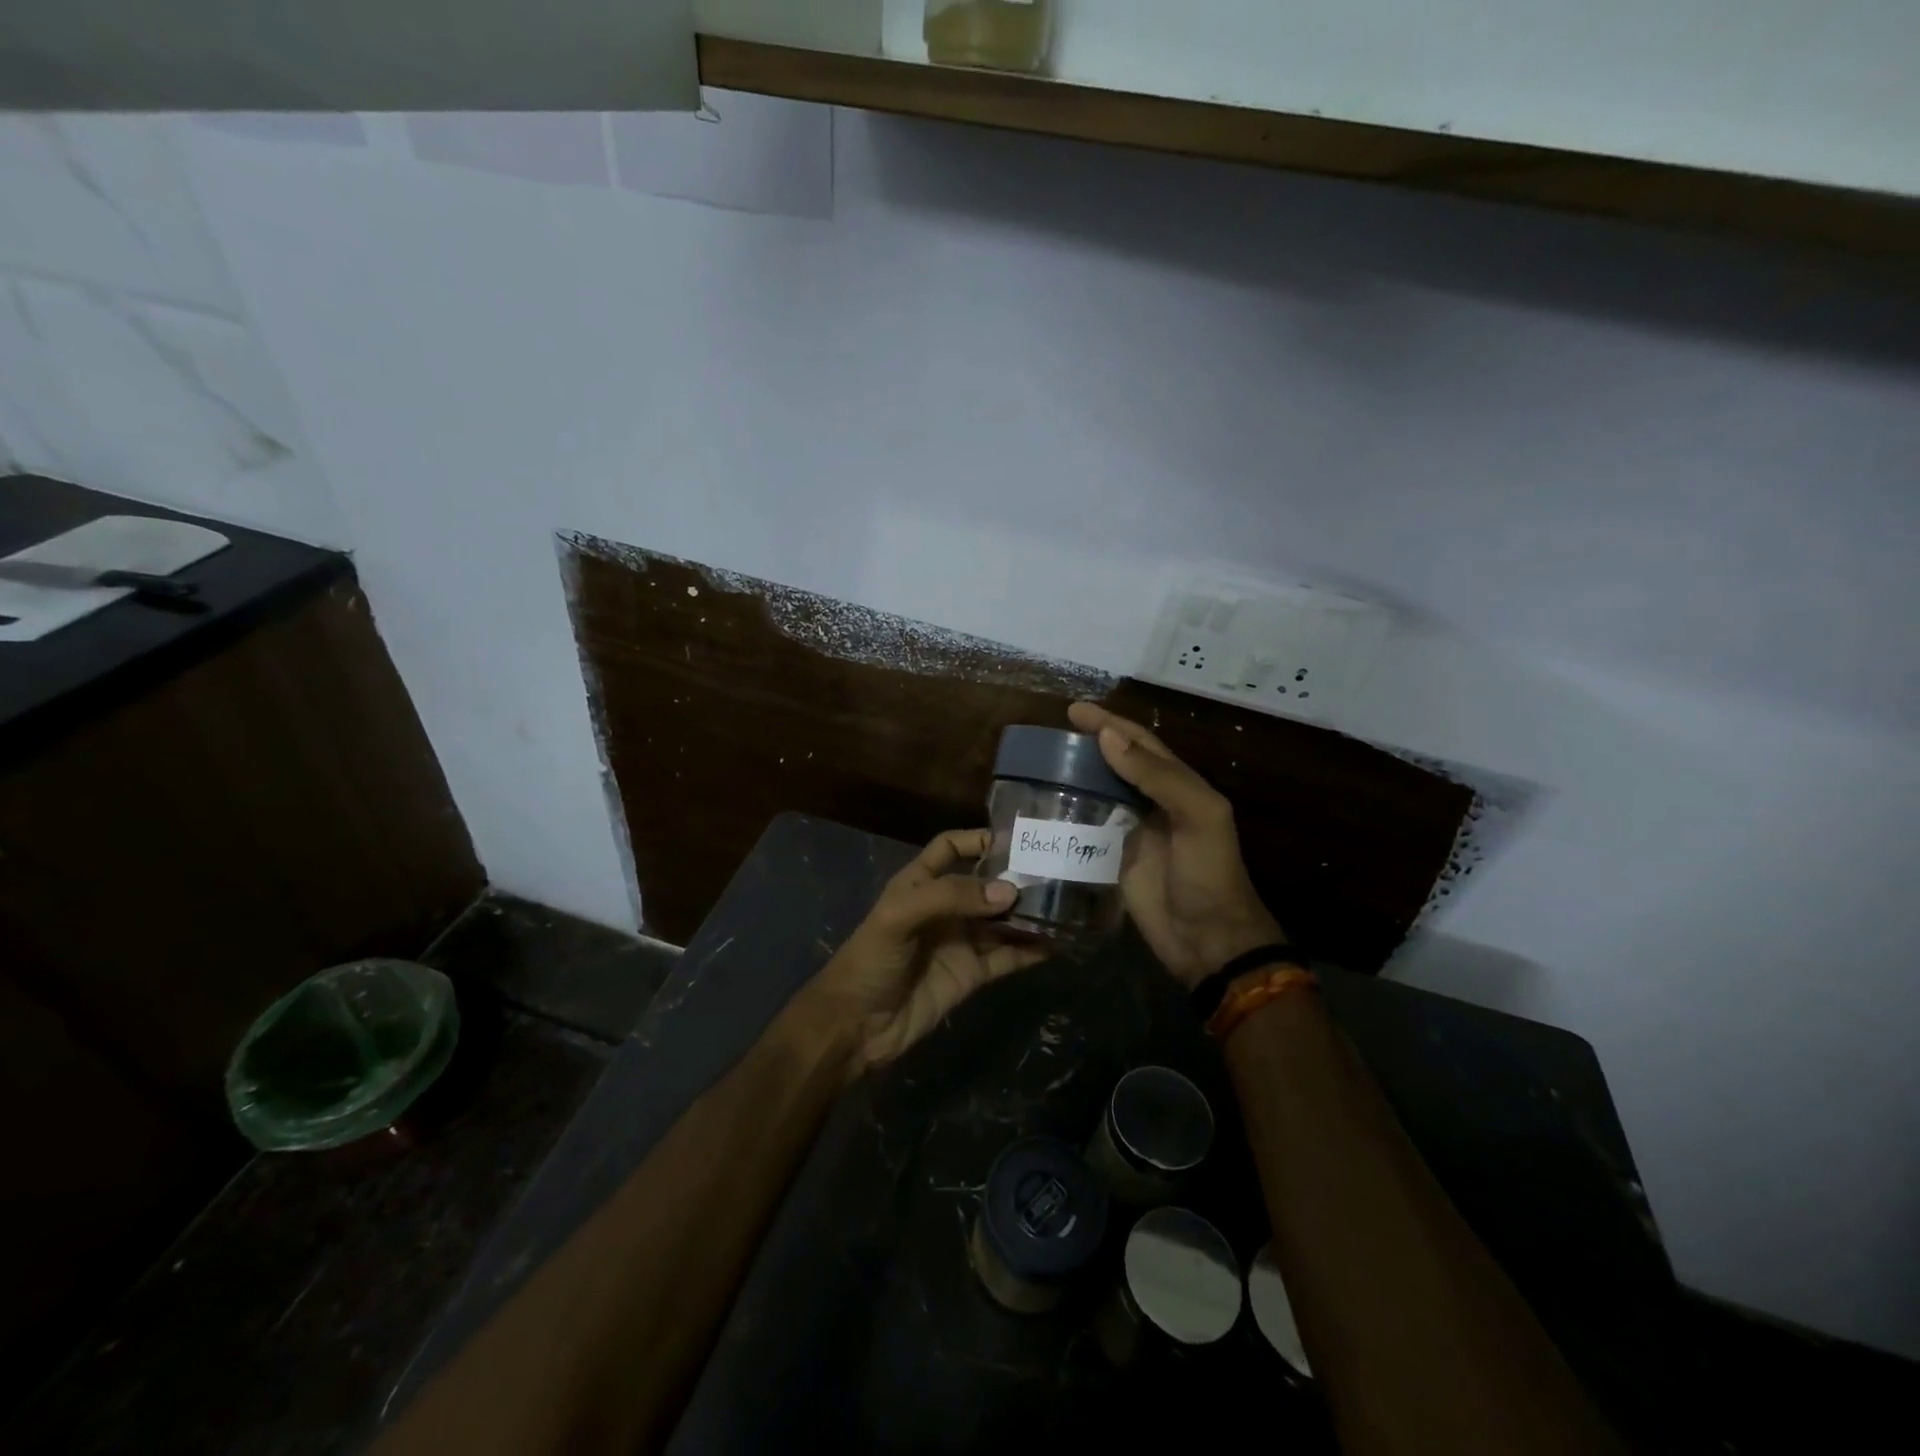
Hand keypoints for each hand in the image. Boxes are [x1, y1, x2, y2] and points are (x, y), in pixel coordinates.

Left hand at [800, 828, 1048, 1078]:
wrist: (856, 1026)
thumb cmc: (871, 959)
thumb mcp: (900, 915)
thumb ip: (951, 897)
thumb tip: (1009, 892)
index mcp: (920, 882)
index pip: (950, 847)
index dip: (977, 839)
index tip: (1016, 838)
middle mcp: (945, 907)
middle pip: (986, 883)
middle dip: (1016, 876)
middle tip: (1057, 870)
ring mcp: (961, 941)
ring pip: (1002, 919)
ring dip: (1029, 912)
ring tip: (1067, 904)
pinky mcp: (973, 974)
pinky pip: (1008, 956)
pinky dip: (1031, 949)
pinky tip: (1058, 942)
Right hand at [1068, 702, 1285, 987]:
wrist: (1208, 940)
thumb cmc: (1208, 874)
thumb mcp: (1198, 816)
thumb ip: (1158, 776)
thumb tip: (1107, 737)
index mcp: (1178, 786)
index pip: (1139, 743)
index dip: (1109, 723)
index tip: (1073, 710)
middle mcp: (1152, 803)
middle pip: (1114, 764)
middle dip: (1086, 746)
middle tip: (1047, 737)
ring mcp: (1130, 832)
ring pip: (1098, 794)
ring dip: (1073, 778)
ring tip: (1038, 766)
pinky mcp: (1112, 861)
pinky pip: (1086, 831)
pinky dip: (1068, 816)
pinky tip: (1042, 809)